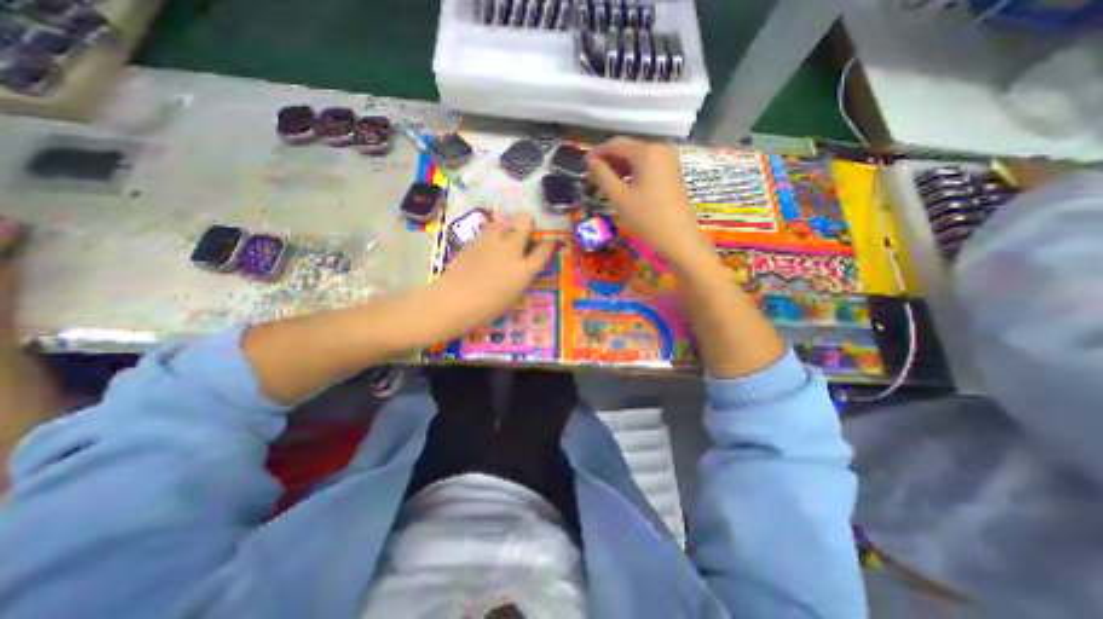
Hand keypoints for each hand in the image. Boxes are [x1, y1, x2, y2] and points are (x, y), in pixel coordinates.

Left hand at [431, 212, 561, 337]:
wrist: (455, 300)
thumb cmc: (488, 307)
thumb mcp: (513, 295)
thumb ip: (521, 277)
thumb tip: (523, 267)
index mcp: (525, 269)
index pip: (544, 250)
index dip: (551, 244)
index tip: (552, 242)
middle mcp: (512, 249)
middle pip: (526, 222)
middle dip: (528, 223)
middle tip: (525, 232)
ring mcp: (492, 241)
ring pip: (505, 219)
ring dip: (509, 224)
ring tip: (505, 235)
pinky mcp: (475, 240)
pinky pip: (489, 229)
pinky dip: (493, 232)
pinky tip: (488, 243)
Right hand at [587, 134, 714, 269]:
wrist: (678, 237)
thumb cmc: (646, 217)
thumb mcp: (619, 197)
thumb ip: (602, 175)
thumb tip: (592, 162)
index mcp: (647, 151)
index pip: (616, 144)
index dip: (597, 153)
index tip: (583, 166)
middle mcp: (660, 149)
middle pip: (628, 149)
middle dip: (608, 161)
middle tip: (592, 178)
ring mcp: (669, 160)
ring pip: (637, 158)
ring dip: (619, 168)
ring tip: (604, 184)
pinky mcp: (672, 172)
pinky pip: (647, 166)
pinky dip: (633, 173)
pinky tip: (623, 186)